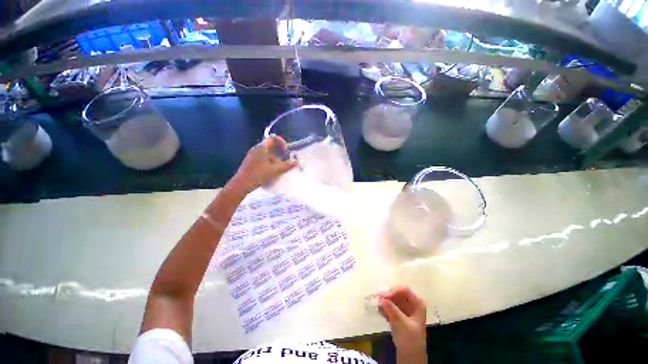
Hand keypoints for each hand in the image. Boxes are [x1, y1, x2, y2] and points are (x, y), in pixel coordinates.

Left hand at [231, 135, 297, 192]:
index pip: (273, 138)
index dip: (282, 142)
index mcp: (262, 147)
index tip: (286, 151)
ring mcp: (252, 154)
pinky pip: (262, 156)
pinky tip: (272, 168)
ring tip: (280, 164)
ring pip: (266, 151)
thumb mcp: (275, 170)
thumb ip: (287, 165)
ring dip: (275, 155)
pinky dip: (269, 159)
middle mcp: (256, 148)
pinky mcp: (250, 160)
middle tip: (285, 158)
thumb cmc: (259, 175)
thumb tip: (297, 162)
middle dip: (280, 150)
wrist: (241, 184)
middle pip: (270, 144)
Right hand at [379, 287, 426, 362]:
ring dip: (385, 302)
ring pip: (393, 299)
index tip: (382, 297)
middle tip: (377, 299)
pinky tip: (380, 312)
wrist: (410, 357)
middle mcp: (412, 303)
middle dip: (387, 296)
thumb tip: (381, 299)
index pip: (404, 290)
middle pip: (398, 293)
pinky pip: (391, 306)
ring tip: (377, 306)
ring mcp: (405, 309)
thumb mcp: (402, 325)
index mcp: (418, 303)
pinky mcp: (399, 315)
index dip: (393, 291)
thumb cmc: (410, 341)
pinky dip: (385, 307)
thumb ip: (392, 310)